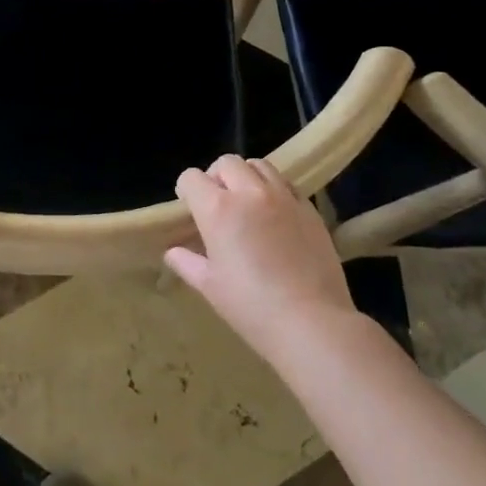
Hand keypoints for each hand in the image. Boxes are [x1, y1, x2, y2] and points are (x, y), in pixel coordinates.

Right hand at [165, 155, 356, 364]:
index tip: (189, 208)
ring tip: (248, 202)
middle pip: (226, 162)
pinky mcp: (310, 209)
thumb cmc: (251, 307)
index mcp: (218, 209)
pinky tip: (276, 216)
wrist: (312, 322)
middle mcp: (249, 193)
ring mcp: (283, 198)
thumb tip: (173, 252)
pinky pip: (287, 185)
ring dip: (247, 176)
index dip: (186, 190)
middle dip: (216, 176)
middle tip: (218, 202)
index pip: (192, 178)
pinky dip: (275, 191)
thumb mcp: (210, 287)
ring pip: (259, 165)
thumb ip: (187, 263)